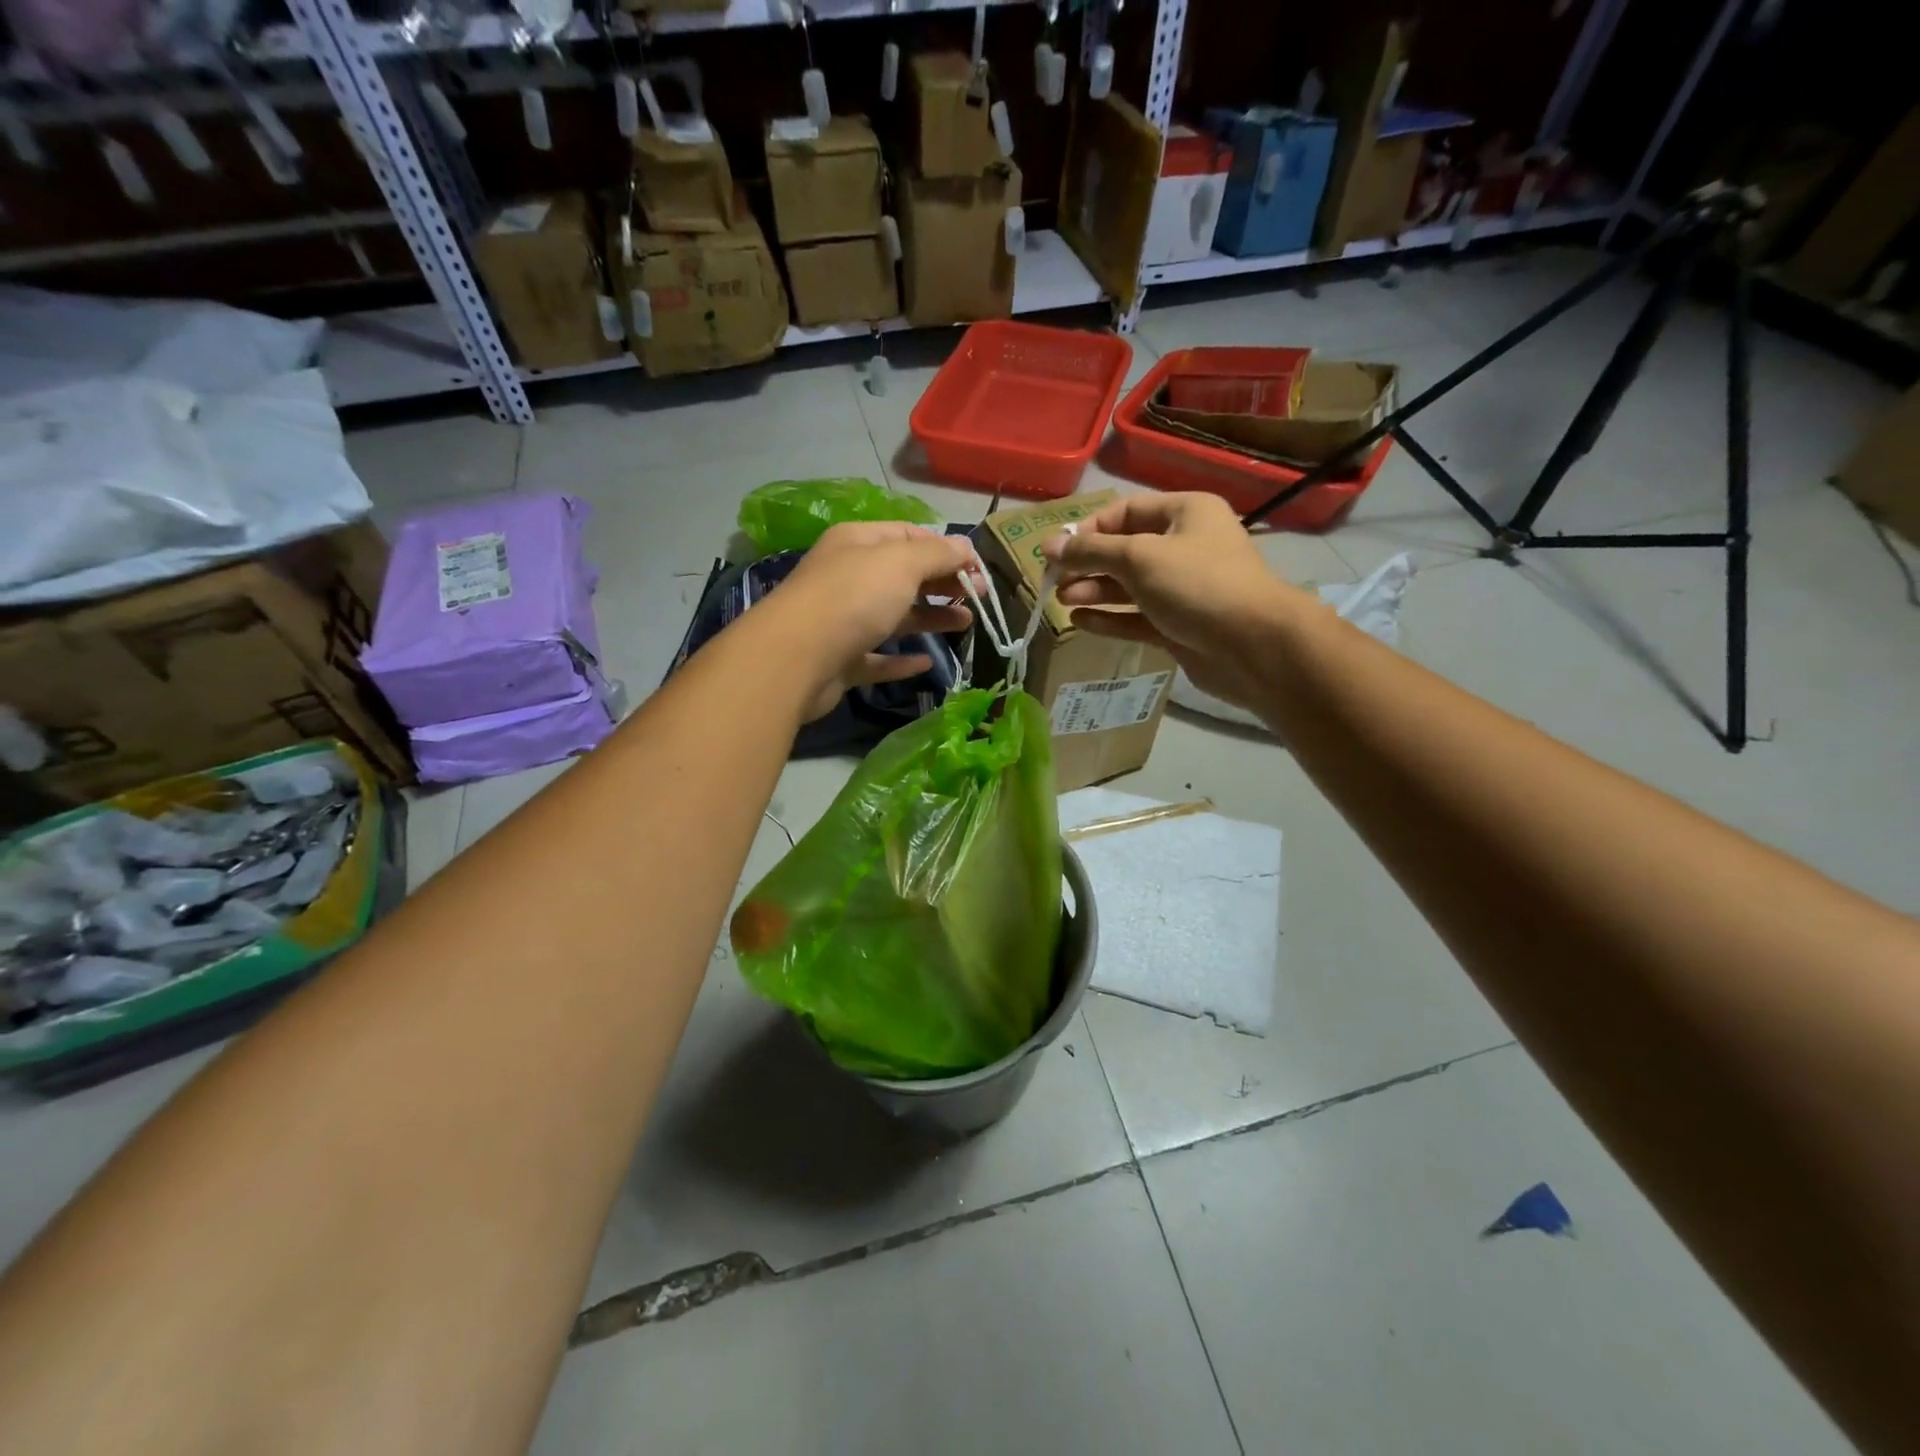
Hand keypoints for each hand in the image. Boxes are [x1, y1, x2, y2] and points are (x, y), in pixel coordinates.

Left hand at [760, 521, 977, 721]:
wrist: (796, 658)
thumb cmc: (853, 598)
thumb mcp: (901, 564)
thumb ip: (937, 554)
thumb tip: (966, 547)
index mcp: (858, 543)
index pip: (909, 536)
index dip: (946, 549)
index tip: (979, 568)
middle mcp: (848, 577)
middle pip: (903, 576)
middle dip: (942, 583)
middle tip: (980, 597)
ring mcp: (842, 621)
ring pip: (894, 616)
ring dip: (931, 618)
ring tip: (966, 625)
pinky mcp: (840, 661)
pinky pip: (877, 658)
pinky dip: (901, 660)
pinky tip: (927, 663)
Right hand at [1039, 493, 1313, 708]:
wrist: (1253, 646)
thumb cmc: (1197, 585)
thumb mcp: (1139, 557)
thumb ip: (1090, 552)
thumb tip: (1047, 545)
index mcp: (1185, 513)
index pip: (1126, 512)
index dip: (1089, 530)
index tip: (1059, 551)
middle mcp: (1185, 547)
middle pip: (1125, 551)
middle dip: (1088, 565)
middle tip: (1054, 581)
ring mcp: (1182, 590)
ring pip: (1129, 587)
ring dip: (1095, 592)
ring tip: (1063, 601)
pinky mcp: (1179, 626)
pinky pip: (1137, 617)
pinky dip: (1110, 618)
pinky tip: (1080, 622)